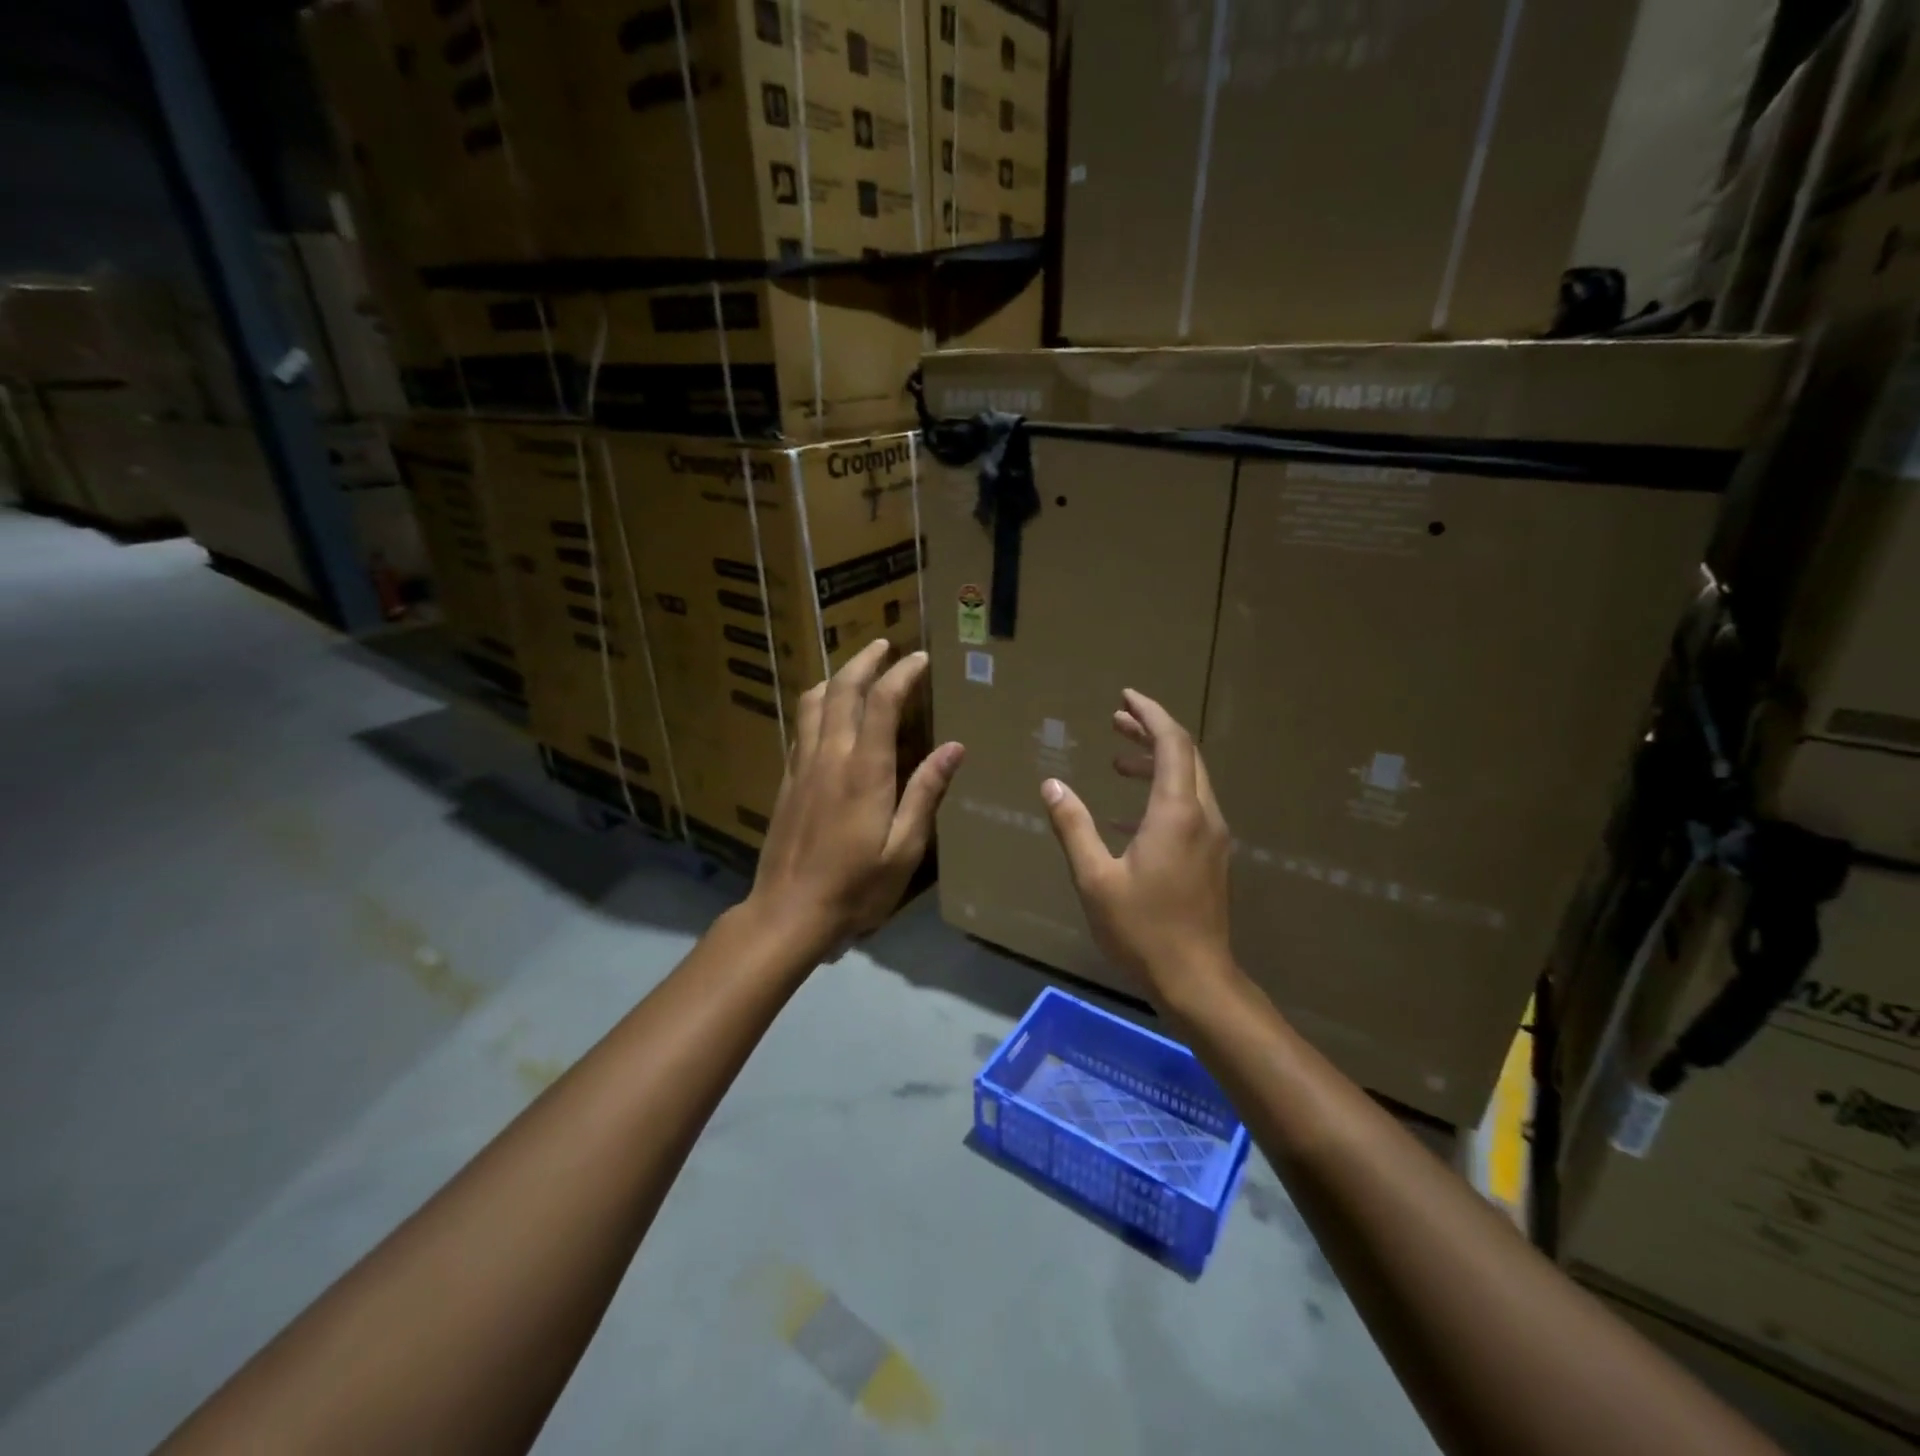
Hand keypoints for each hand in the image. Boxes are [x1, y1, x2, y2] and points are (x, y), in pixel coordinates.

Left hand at [747, 639, 964, 955]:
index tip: (920, 659)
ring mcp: (802, 766)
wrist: (788, 912)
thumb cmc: (856, 886)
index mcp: (865, 770)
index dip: (902, 674)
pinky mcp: (786, 781)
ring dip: (835, 678)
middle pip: (842, 691)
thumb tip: (954, 747)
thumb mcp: (904, 848)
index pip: (882, 703)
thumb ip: (926, 793)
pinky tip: (825, 714)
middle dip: (864, 661)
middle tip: (884, 645)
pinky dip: (816, 706)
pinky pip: (801, 727)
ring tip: (853, 670)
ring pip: (813, 704)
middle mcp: (830, 756)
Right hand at [1040, 689, 1237, 1011]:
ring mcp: (1212, 837)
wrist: (1196, 979)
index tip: (1126, 696)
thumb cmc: (1142, 929)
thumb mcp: (1095, 878)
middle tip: (1116, 720)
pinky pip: (1190, 807)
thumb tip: (1051, 785)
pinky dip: (1162, 793)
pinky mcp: (1211, 856)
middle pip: (1185, 755)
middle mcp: (1203, 816)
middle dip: (1151, 732)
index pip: (1171, 743)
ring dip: (1157, 762)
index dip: (1150, 714)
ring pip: (1190, 781)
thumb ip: (1073, 826)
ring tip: (1118, 762)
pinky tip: (1127, 814)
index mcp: (1176, 813)